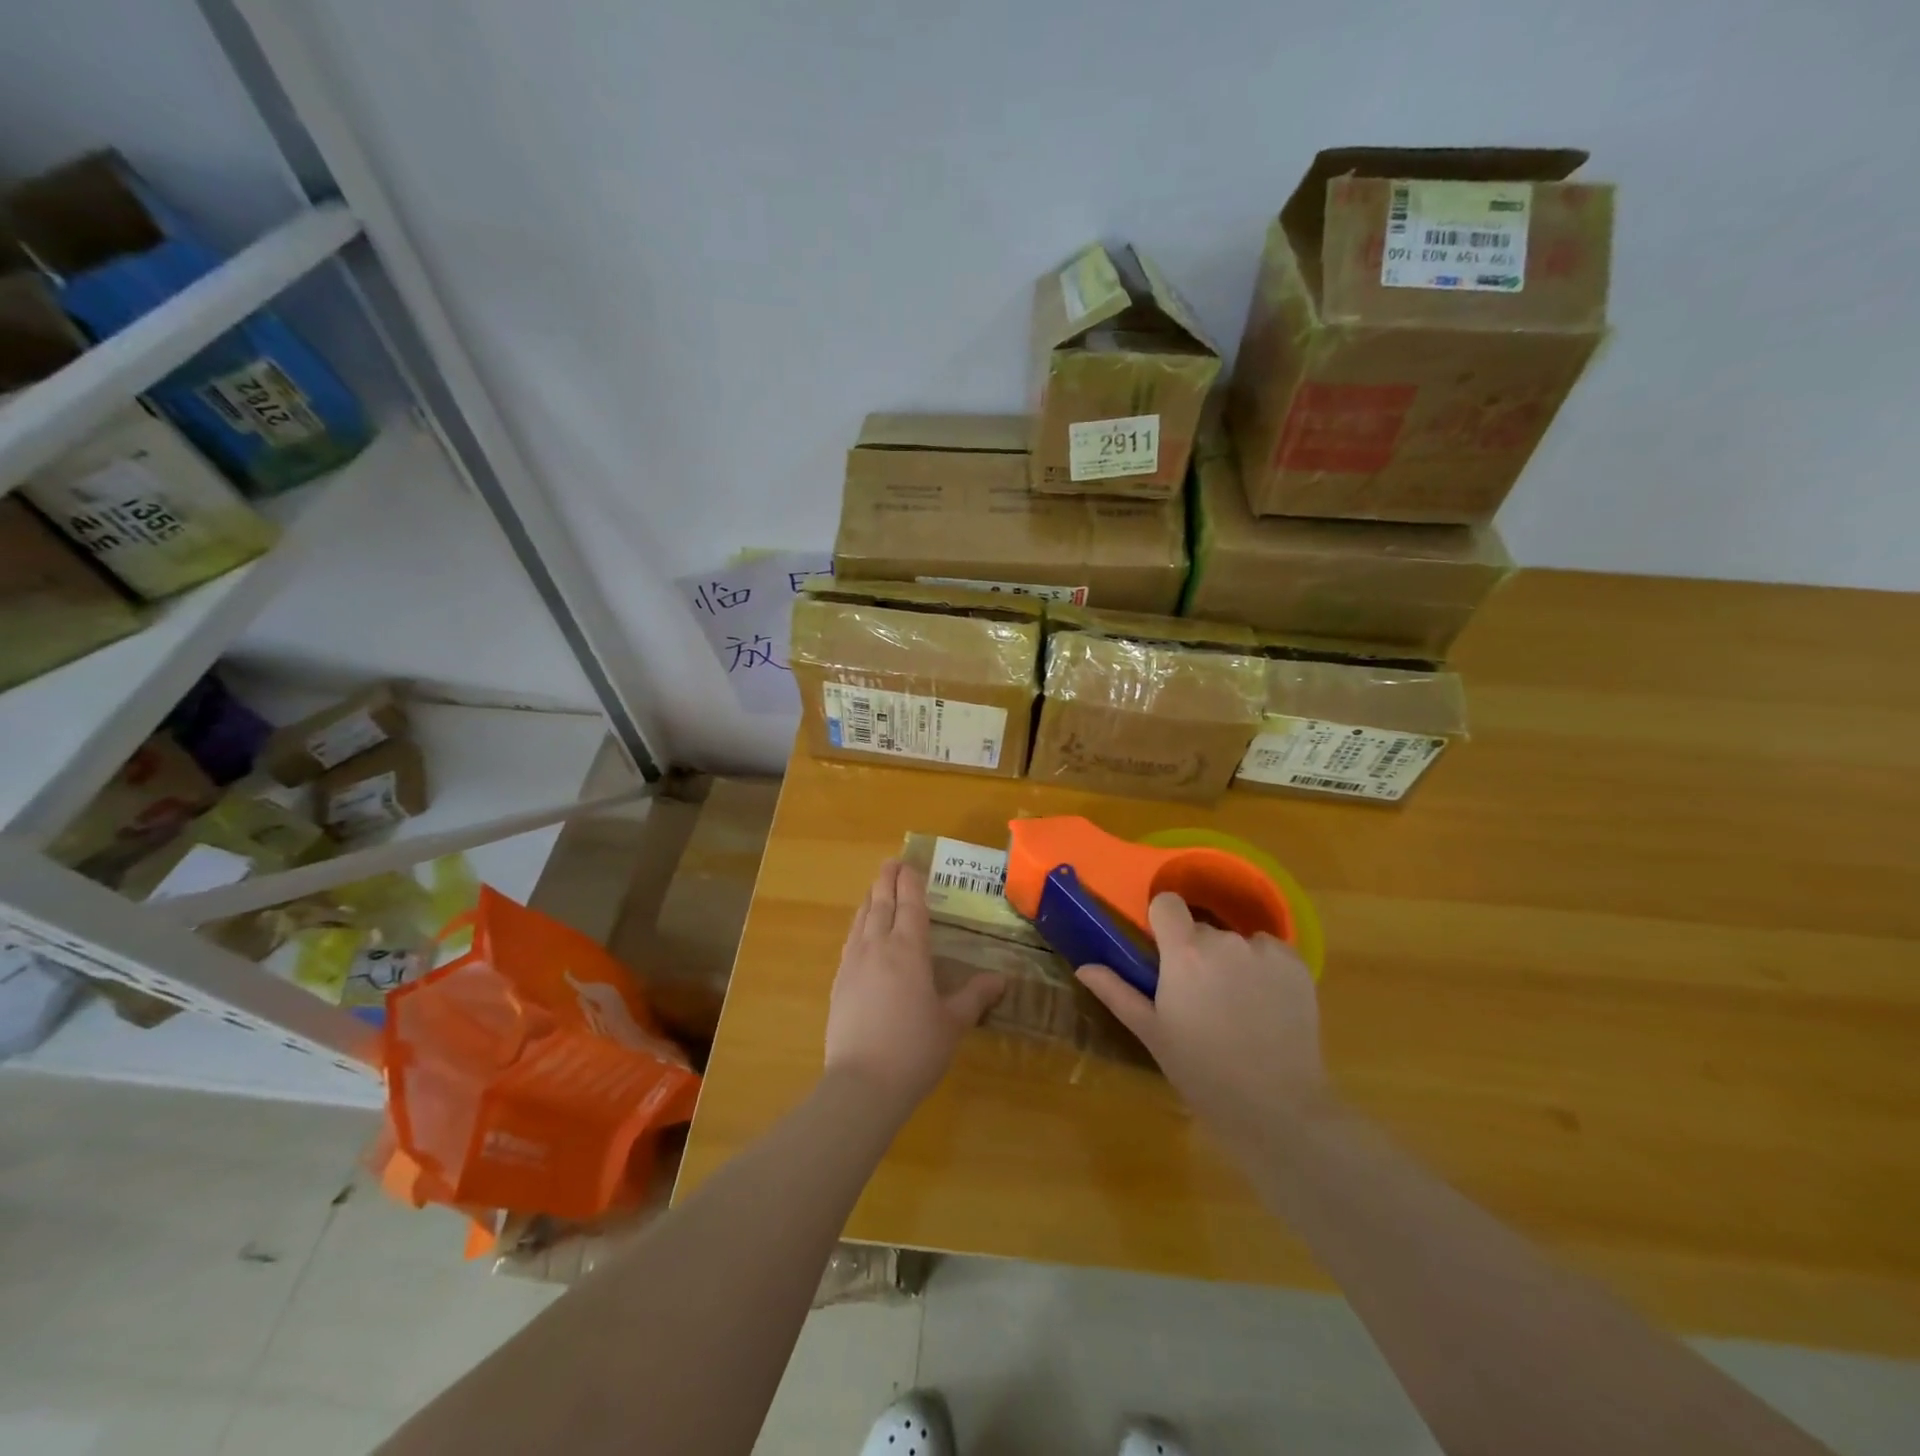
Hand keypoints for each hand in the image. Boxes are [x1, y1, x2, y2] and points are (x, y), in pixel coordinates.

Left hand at [825, 860, 1004, 1112]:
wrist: (862, 1084)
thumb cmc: (915, 1049)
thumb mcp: (952, 1023)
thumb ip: (975, 996)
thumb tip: (1001, 978)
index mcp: (908, 951)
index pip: (910, 905)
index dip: (911, 882)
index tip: (910, 864)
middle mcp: (878, 947)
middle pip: (881, 903)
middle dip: (887, 880)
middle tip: (891, 862)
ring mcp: (853, 964)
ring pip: (861, 919)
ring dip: (870, 899)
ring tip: (876, 889)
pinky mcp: (838, 983)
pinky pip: (849, 941)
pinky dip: (858, 925)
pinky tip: (860, 931)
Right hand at [1077, 893, 1329, 1153]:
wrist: (1276, 1106)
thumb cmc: (1202, 1071)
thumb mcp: (1152, 1033)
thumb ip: (1117, 992)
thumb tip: (1084, 967)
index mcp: (1184, 952)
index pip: (1166, 903)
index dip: (1162, 921)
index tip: (1162, 950)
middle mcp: (1225, 940)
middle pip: (1201, 929)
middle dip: (1196, 952)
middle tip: (1199, 995)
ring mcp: (1264, 951)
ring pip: (1236, 941)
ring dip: (1231, 960)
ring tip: (1236, 1005)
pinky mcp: (1296, 964)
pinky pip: (1269, 952)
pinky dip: (1263, 969)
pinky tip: (1265, 1005)